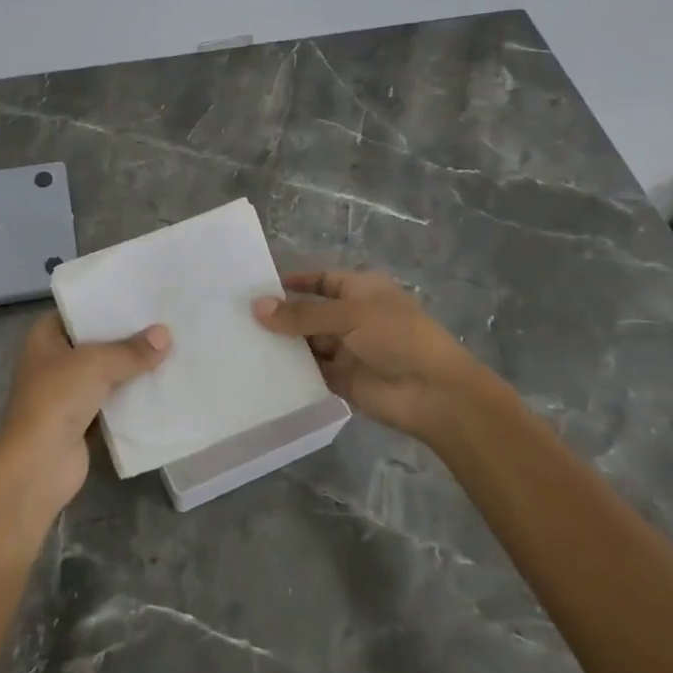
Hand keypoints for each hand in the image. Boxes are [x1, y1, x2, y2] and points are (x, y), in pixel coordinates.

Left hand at [0, 312, 171, 525]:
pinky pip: (112, 402)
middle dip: (125, 337)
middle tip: (164, 322)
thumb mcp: (96, 364)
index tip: (139, 297)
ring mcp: (66, 393)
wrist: (38, 465)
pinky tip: (161, 387)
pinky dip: (131, 398)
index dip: (105, 304)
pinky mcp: (82, 421)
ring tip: (170, 350)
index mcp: (45, 338)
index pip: (78, 311)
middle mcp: (53, 361)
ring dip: (131, 369)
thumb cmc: (57, 399)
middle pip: (94, 343)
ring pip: (105, 373)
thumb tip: (166, 334)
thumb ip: (131, 350)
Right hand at [253, 270, 493, 443]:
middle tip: (239, 317)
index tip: (259, 286)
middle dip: (281, 316)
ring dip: (284, 344)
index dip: (295, 282)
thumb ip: (301, 314)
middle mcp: (353, 317)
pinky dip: (292, 371)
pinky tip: (261, 370)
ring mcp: (348, 350)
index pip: (322, 280)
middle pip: (310, 313)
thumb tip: (256, 307)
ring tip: (242, 343)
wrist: (434, 392)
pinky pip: (312, 372)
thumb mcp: (347, 315)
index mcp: (361, 291)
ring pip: (308, 343)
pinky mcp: (344, 380)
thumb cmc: (396, 336)